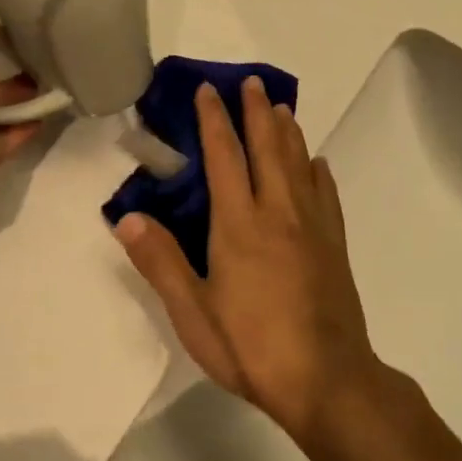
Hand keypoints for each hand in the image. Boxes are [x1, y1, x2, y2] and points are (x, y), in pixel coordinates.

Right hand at [114, 76, 381, 442]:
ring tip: (281, 108)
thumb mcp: (192, 313)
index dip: (215, 120)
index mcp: (238, 224)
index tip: (209, 90)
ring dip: (288, 131)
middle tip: (251, 81)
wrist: (327, 379)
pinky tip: (317, 163)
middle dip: (257, 111)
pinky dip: (319, 171)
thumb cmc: (251, 346)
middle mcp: (278, 212)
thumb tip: (127, 217)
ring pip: (299, 164)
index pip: (224, 157)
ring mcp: (312, 227)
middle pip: (268, 148)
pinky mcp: (334, 245)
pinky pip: (327, 195)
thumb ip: (160, 261)